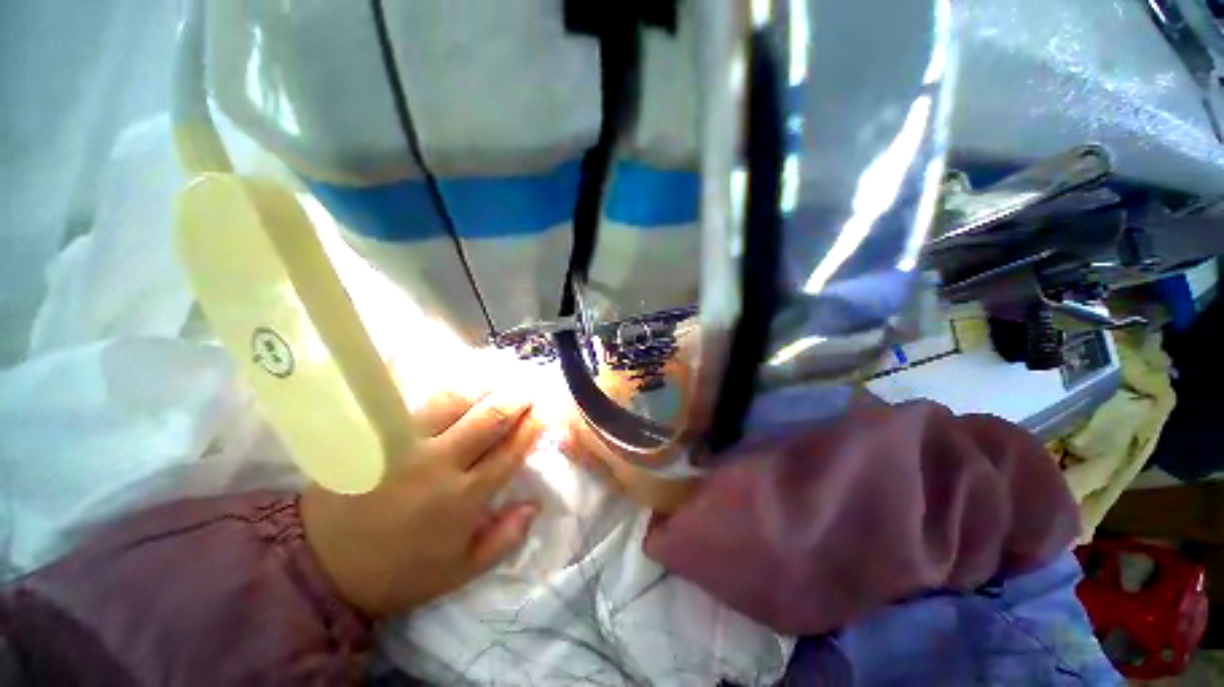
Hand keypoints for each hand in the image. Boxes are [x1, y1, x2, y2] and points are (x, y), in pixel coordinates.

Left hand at [301, 391, 542, 618]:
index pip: (509, 452)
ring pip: (453, 401)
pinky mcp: (378, 435)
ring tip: (497, 380)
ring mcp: (406, 445)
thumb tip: (535, 505)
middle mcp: (440, 464)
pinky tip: (451, 376)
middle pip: (488, 419)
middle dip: (515, 400)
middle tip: (527, 390)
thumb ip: (504, 539)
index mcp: (463, 498)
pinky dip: (435, 385)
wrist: (322, 566)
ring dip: (482, 387)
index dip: (531, 428)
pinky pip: (411, 399)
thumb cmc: (399, 571)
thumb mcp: (459, 572)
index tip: (543, 413)